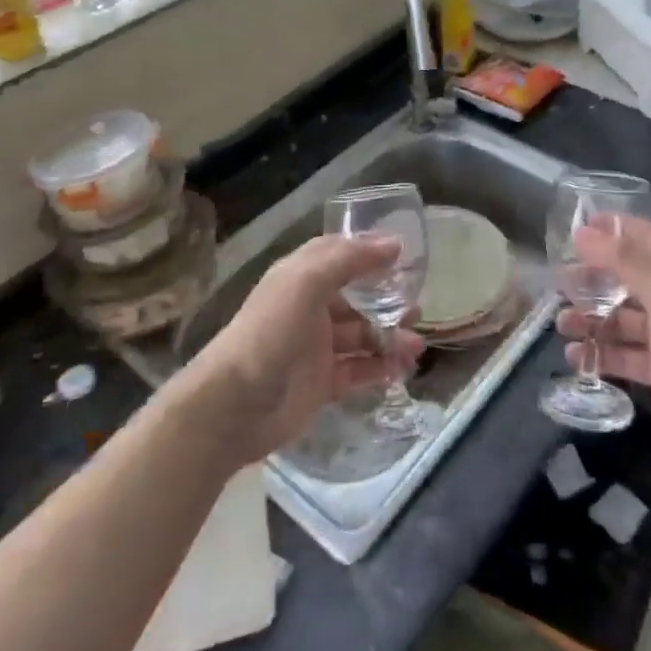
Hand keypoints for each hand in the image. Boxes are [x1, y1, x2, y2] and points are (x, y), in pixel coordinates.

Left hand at [181, 234, 424, 462]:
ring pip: (361, 335)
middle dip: (386, 300)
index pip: (339, 255)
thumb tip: (394, 244)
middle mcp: (309, 308)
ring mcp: (315, 348)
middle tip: (417, 307)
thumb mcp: (306, 283)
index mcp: (300, 278)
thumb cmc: (269, 333)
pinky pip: (358, 370)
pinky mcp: (321, 383)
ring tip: (416, 345)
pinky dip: (380, 368)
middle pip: (356, 298)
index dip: (369, 251)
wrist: (232, 407)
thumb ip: (350, 260)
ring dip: (389, 337)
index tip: (405, 254)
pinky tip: (402, 369)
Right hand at [557, 217, 650, 461]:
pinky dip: (599, 354)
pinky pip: (623, 354)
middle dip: (593, 278)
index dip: (614, 229)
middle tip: (559, 282)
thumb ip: (625, 261)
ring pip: (621, 318)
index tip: (577, 229)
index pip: (646, 236)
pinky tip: (574, 357)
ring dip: (591, 319)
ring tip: (562, 323)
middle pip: (627, 277)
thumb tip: (583, 233)